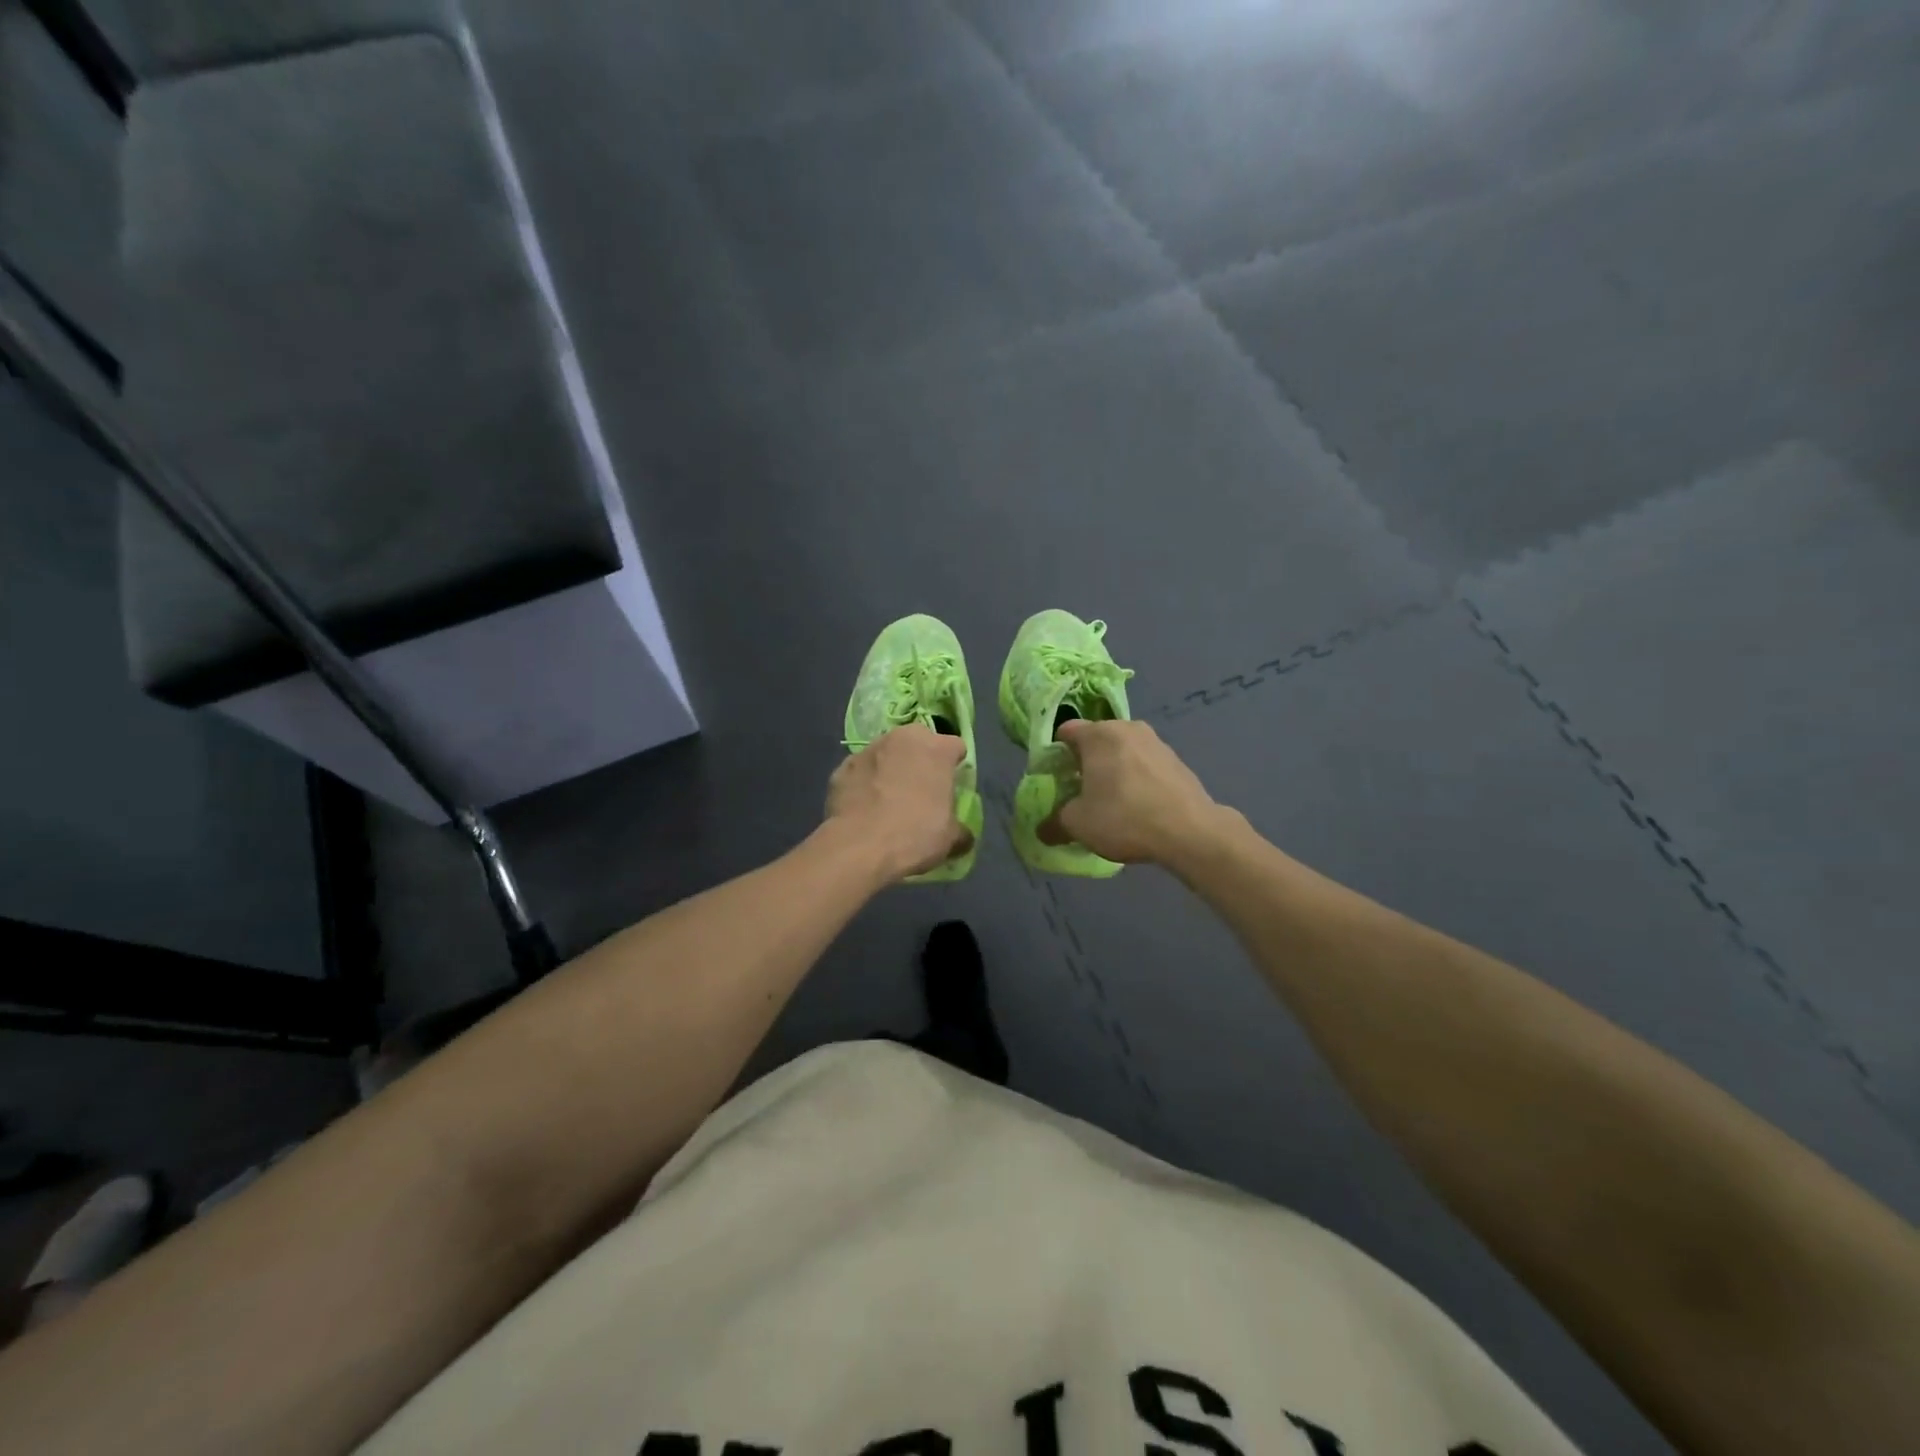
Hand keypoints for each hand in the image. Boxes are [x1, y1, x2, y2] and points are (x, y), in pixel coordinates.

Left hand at [826, 724, 972, 881]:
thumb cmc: (915, 835)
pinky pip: (861, 771)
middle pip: (919, 742)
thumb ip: (961, 831)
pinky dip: (865, 783)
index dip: (955, 765)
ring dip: (891, 768)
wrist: (858, 847)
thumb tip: (964, 836)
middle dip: (921, 759)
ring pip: (887, 753)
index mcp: (937, 749)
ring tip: (888, 798)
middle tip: (921, 789)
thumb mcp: (950, 839)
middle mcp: (903, 739)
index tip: (952, 785)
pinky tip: (865, 807)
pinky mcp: (842, 766)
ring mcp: (869, 749)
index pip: (955, 746)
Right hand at [1040, 719, 1232, 867]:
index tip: (1054, 780)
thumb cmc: (1124, 817)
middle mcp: (1127, 728)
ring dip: (1111, 770)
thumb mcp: (1078, 825)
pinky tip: (1138, 806)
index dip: (1054, 755)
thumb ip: (1054, 822)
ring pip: (1122, 752)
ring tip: (1110, 802)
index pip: (1065, 731)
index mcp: (1098, 734)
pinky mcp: (1176, 760)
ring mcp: (1156, 742)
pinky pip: (1144, 765)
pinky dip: (1135, 779)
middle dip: (1084, 763)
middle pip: (1095, 740)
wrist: (1190, 832)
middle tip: (1079, 793)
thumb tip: (1043, 829)